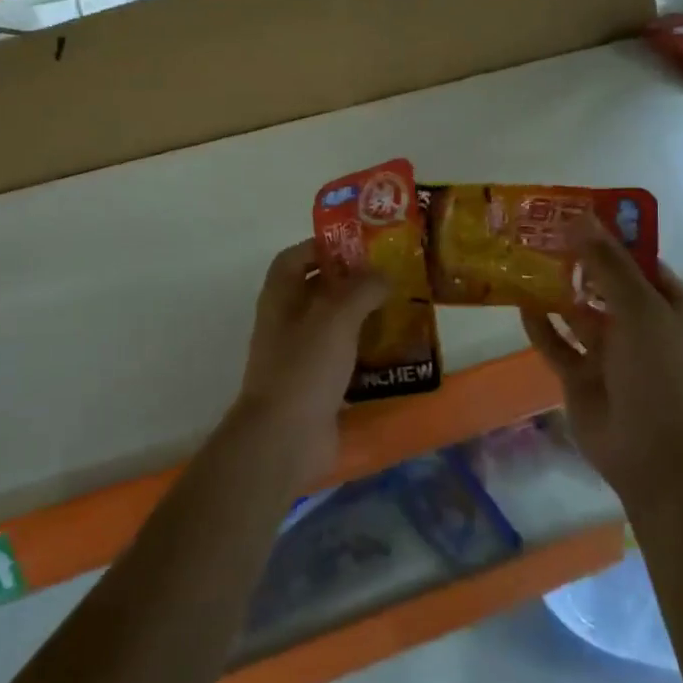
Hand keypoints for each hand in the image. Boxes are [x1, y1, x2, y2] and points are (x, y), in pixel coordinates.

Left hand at [231, 241, 386, 483]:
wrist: (285, 437)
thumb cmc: (305, 366)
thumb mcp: (336, 316)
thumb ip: (361, 288)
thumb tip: (382, 274)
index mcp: (281, 297)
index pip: (295, 257)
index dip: (323, 246)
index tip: (360, 245)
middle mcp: (286, 321)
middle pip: (318, 289)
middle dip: (352, 281)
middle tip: (392, 276)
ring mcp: (300, 355)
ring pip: (334, 325)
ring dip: (363, 317)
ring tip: (402, 309)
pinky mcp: (316, 384)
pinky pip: (344, 359)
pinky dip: (366, 352)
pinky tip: (396, 351)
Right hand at [517, 222, 682, 506]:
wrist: (658, 456)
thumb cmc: (661, 375)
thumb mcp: (640, 309)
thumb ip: (608, 264)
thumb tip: (580, 218)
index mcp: (668, 306)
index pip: (638, 260)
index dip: (609, 236)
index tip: (572, 213)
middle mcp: (640, 325)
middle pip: (603, 284)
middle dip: (575, 261)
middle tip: (536, 233)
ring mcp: (610, 353)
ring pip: (576, 312)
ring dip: (554, 291)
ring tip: (521, 262)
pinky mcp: (582, 376)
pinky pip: (557, 344)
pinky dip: (540, 326)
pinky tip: (520, 305)